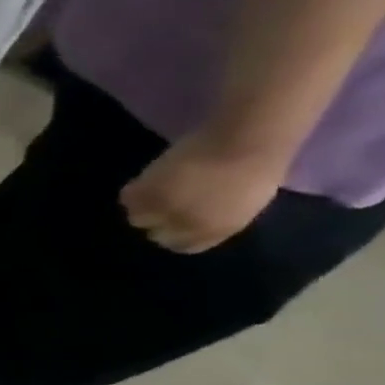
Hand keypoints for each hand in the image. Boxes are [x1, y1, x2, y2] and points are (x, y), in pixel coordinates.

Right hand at [120, 132, 287, 252]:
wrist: (246, 139)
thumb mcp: (244, 203)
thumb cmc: (256, 166)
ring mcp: (163, 210)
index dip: (177, 232)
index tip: (177, 220)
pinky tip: (151, 179)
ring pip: (138, 217)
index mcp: (215, 231)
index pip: (182, 245)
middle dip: (160, 220)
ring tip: (157, 189)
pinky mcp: (146, 192)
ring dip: (144, 205)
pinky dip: (136, 190)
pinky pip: (128, 198)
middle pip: (156, 234)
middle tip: (166, 202)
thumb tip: (190, 221)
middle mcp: (185, 226)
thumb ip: (214, 218)